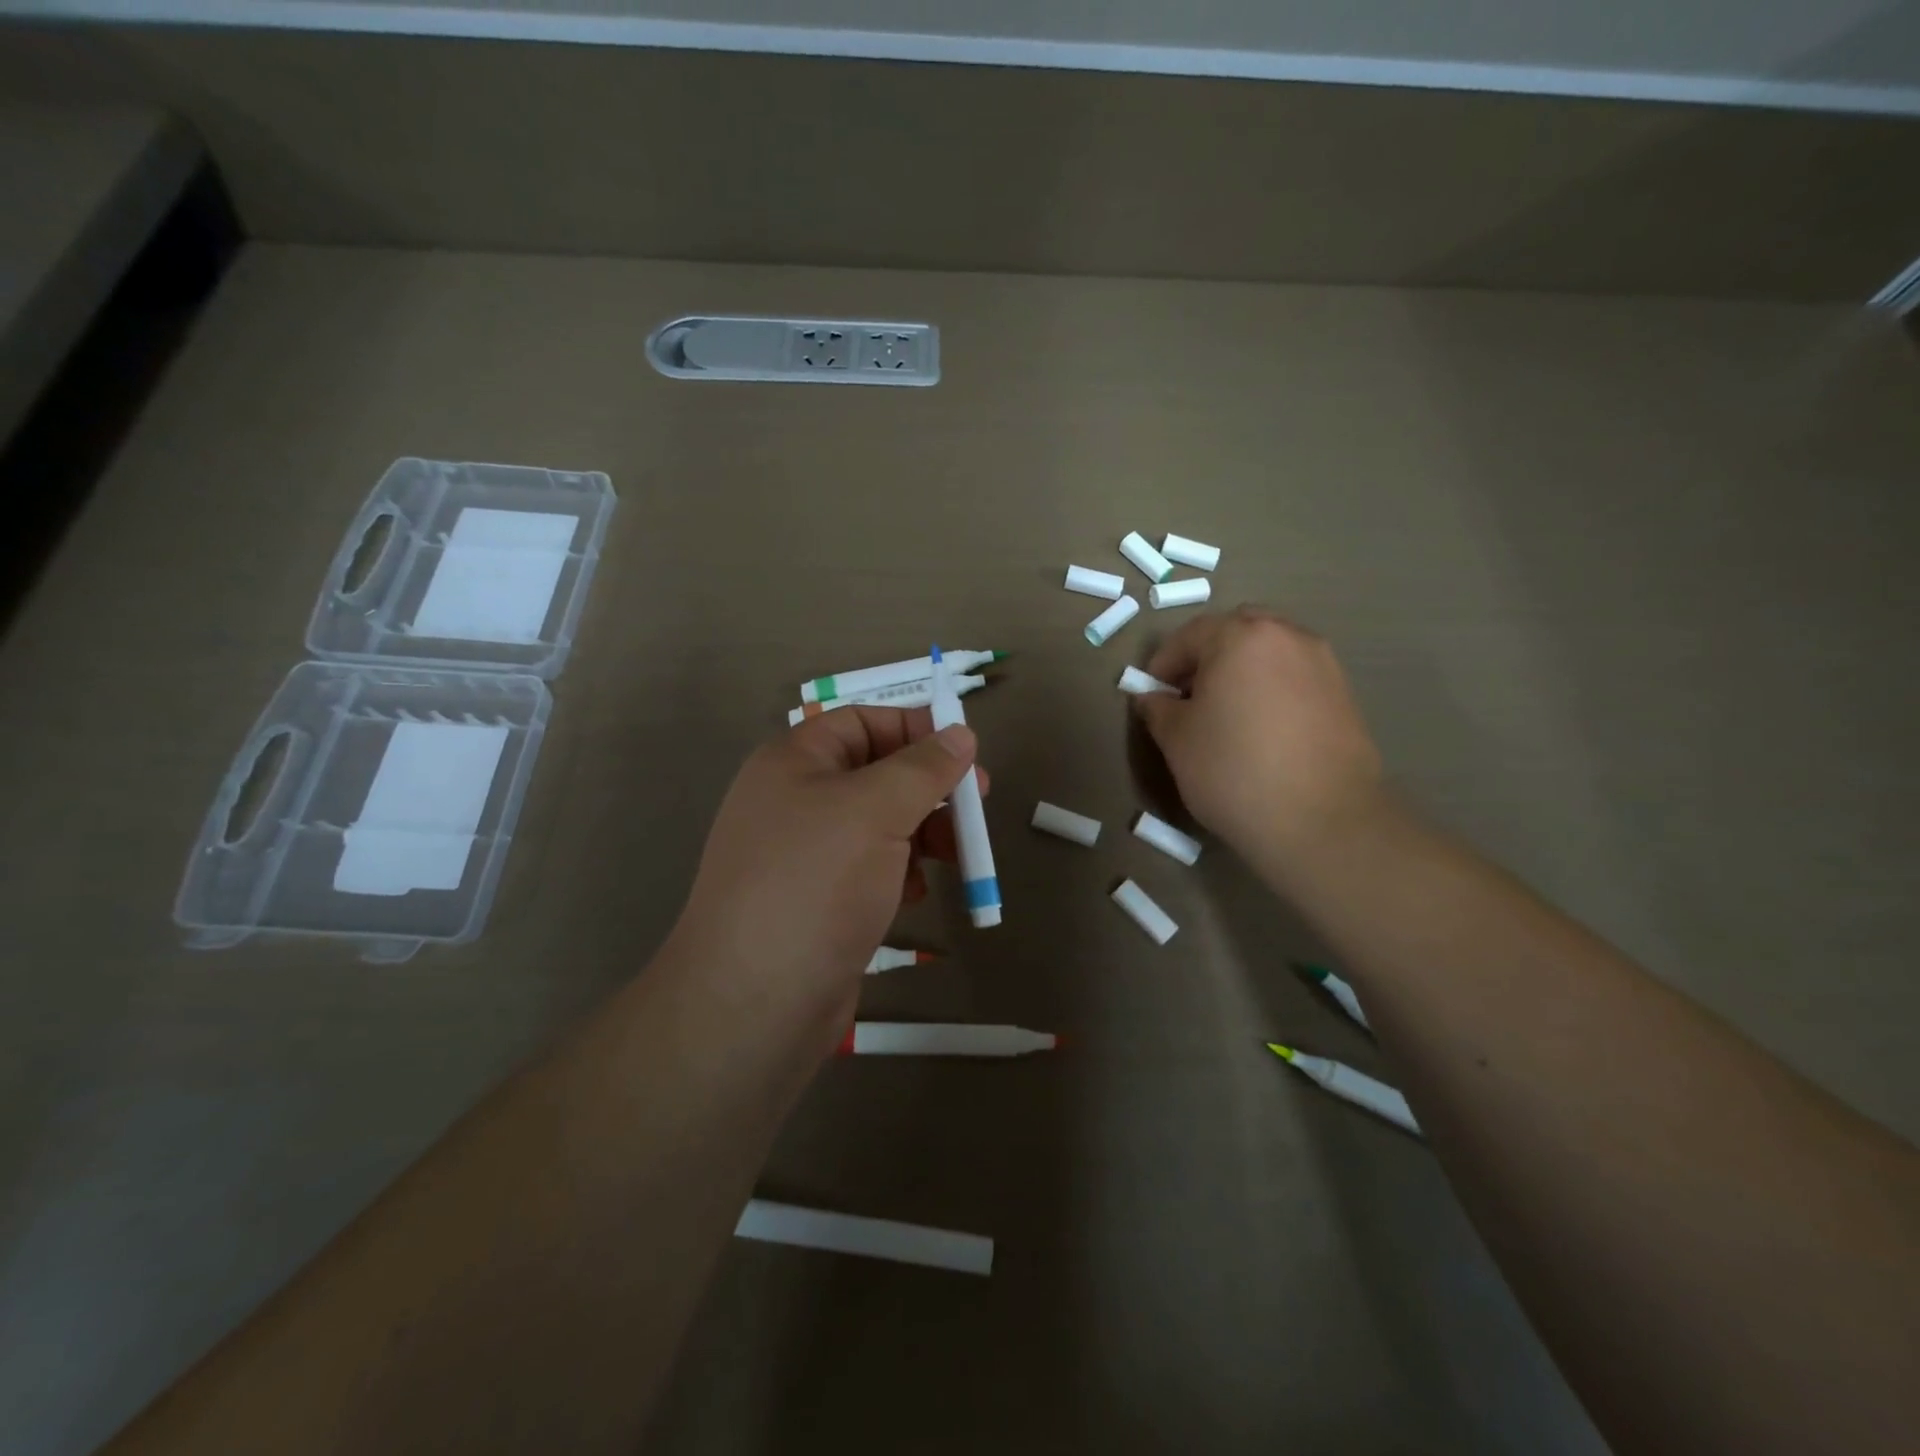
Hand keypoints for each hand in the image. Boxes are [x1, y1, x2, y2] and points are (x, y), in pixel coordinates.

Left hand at [666, 707, 981, 1049]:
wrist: (754, 1002)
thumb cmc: (814, 883)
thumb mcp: (875, 810)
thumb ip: (923, 767)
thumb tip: (961, 733)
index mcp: (794, 761)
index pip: (863, 721)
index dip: (915, 730)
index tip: (965, 754)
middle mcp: (795, 800)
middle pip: (876, 773)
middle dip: (929, 788)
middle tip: (977, 806)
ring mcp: (805, 854)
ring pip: (879, 824)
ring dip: (922, 833)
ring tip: (955, 857)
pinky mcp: (818, 901)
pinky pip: (869, 868)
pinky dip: (899, 872)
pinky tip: (913, 894)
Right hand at [1133, 607, 1388, 874]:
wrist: (1321, 821)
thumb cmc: (1233, 770)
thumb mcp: (1176, 739)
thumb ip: (1158, 708)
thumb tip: (1153, 698)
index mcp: (1241, 637)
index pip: (1190, 635)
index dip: (1162, 663)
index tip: (1150, 695)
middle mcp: (1287, 636)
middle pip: (1236, 631)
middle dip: (1207, 657)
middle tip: (1189, 696)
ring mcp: (1323, 664)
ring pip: (1270, 653)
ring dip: (1242, 672)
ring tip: (1225, 714)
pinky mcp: (1345, 695)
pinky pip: (1295, 677)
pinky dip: (1271, 690)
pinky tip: (1260, 730)